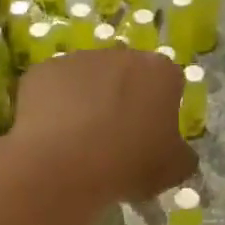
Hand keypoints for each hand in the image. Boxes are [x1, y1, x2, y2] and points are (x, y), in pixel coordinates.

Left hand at [12, 47, 195, 202]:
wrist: (62, 165)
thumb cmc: (128, 164)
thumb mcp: (174, 170)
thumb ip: (182, 154)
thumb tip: (178, 152)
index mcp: (159, 71)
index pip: (170, 82)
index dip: (162, 108)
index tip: (153, 134)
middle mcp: (120, 54)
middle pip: (127, 74)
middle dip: (124, 98)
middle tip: (117, 137)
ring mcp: (78, 59)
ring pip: (88, 78)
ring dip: (88, 100)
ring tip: (80, 140)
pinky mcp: (42, 70)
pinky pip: (54, 88)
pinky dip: (55, 106)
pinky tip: (53, 137)